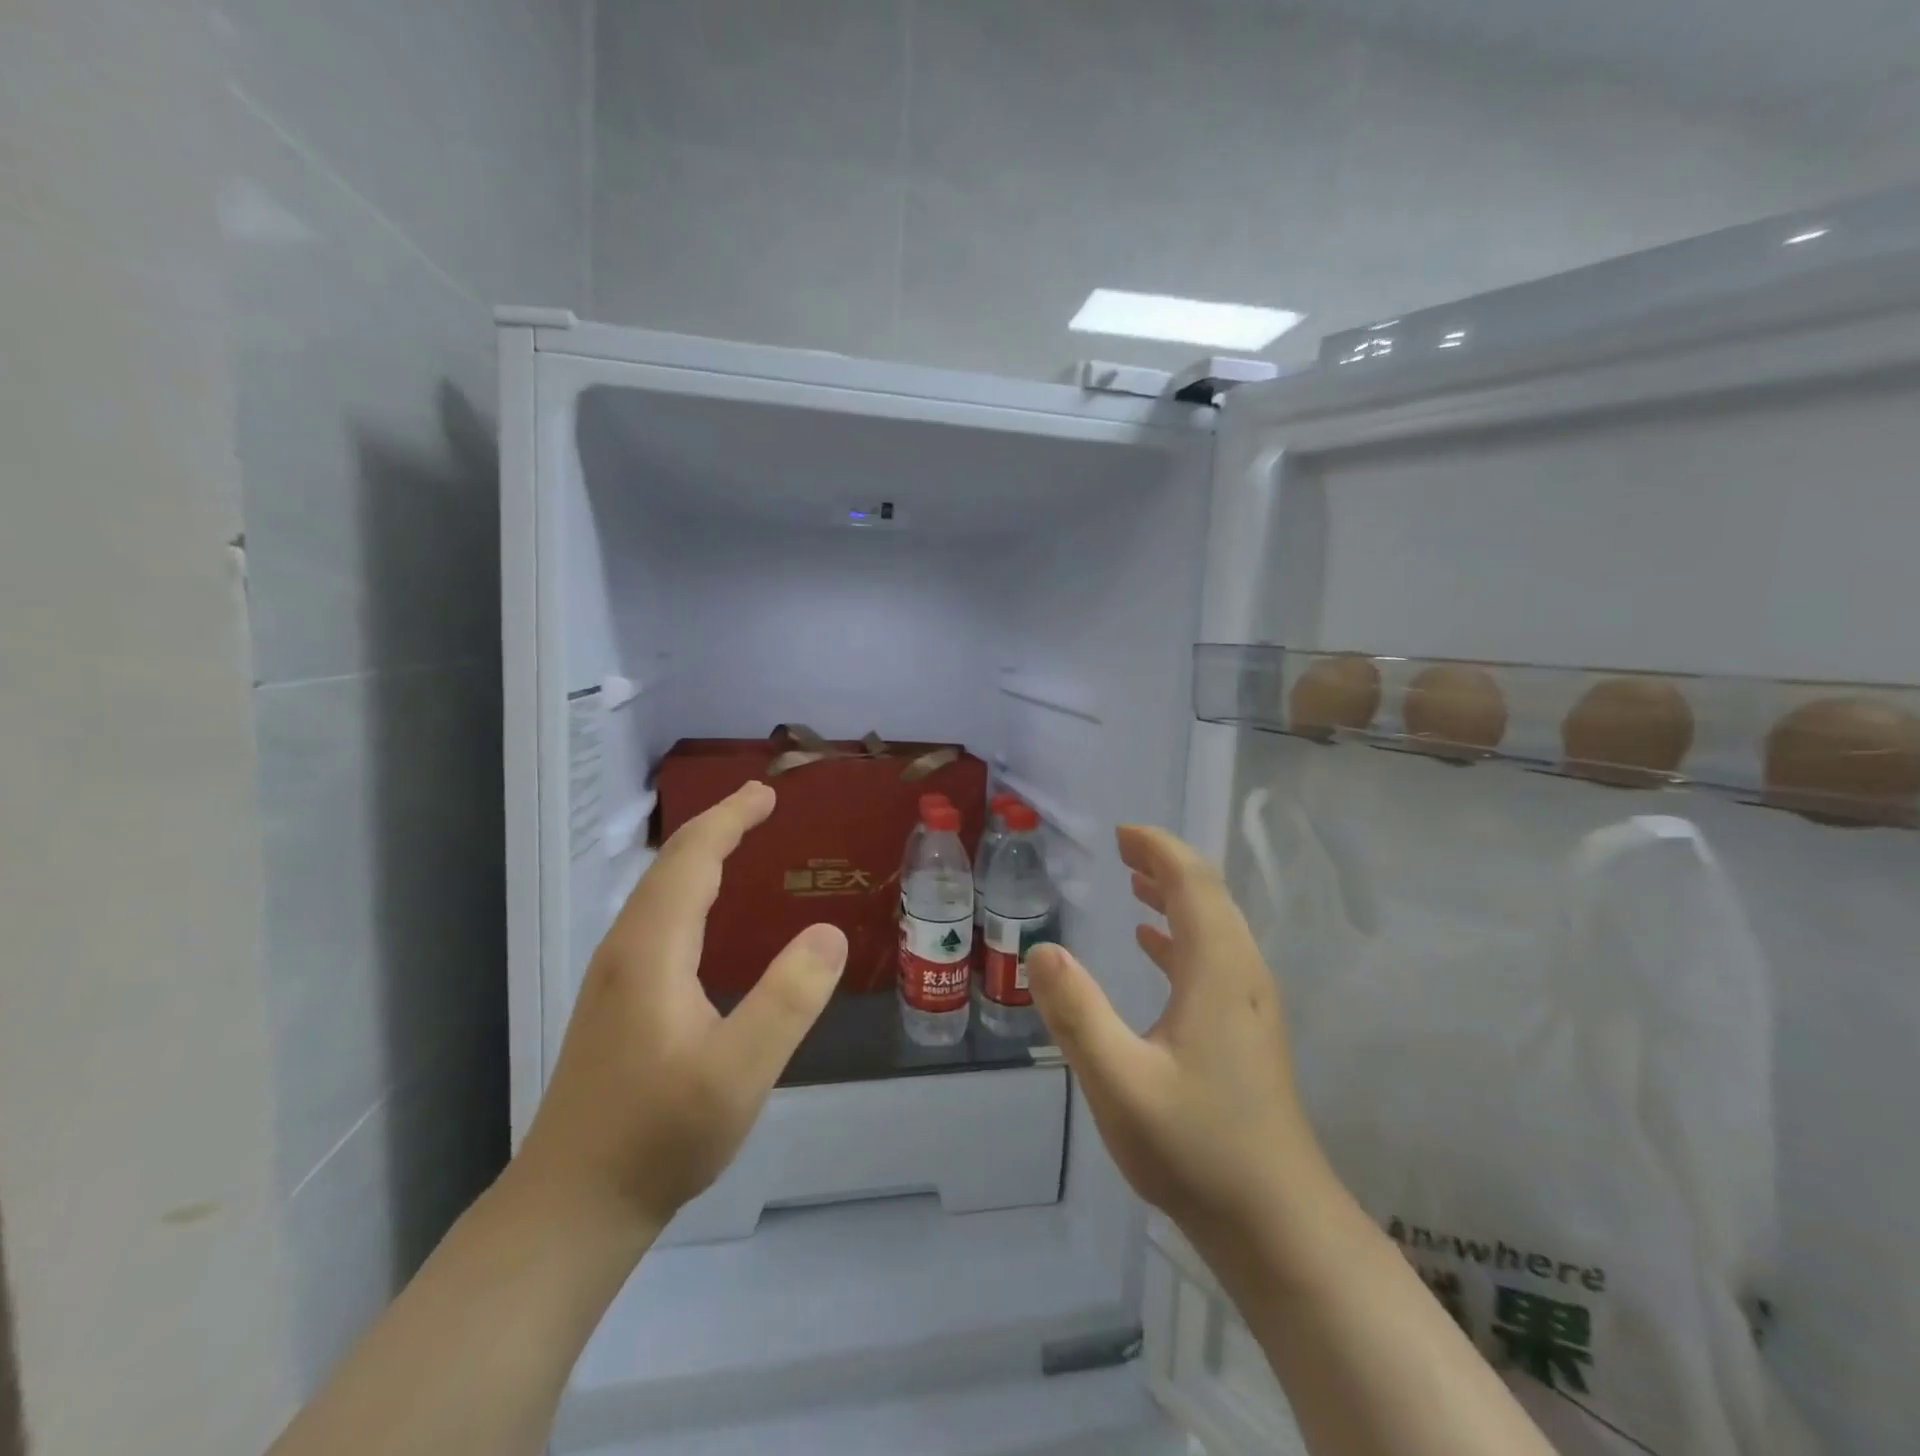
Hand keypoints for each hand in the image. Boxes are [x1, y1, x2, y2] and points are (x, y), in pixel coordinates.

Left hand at [509, 781, 846, 1235]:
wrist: (572, 1206)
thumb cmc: (658, 1136)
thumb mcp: (738, 1072)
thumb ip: (788, 1000)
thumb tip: (829, 932)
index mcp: (652, 951)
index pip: (691, 860)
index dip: (729, 819)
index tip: (767, 793)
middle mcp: (625, 950)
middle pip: (669, 867)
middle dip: (716, 827)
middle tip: (761, 805)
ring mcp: (613, 978)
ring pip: (657, 892)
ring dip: (699, 856)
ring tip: (739, 842)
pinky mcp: (615, 1003)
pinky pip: (655, 919)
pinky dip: (688, 891)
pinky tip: (707, 916)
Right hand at [1026, 825, 1323, 1258]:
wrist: (1277, 1225)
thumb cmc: (1197, 1148)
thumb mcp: (1120, 1082)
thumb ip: (1077, 1013)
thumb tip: (1040, 948)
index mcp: (1217, 970)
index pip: (1193, 882)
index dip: (1158, 849)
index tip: (1121, 833)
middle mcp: (1241, 973)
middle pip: (1209, 895)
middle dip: (1165, 863)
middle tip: (1121, 849)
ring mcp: (1249, 1003)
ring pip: (1214, 925)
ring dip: (1175, 894)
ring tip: (1134, 881)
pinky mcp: (1246, 1029)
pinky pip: (1213, 956)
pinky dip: (1181, 933)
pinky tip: (1153, 942)